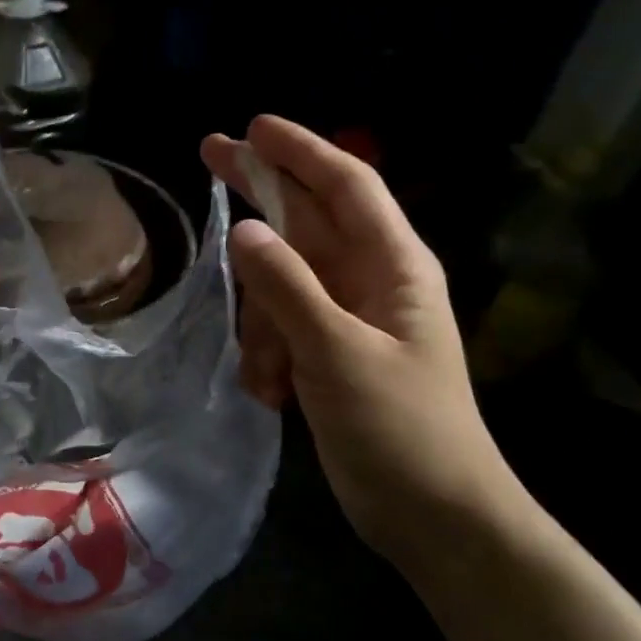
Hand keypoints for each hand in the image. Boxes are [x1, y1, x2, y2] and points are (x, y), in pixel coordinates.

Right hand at [202, 116, 524, 560]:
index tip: (252, 126)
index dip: (300, 150)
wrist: (431, 514)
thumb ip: (288, 287)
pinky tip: (270, 394)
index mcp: (393, 266)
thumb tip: (244, 229)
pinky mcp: (328, 354)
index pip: (346, 185)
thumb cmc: (399, 428)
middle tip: (208, 155)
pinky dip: (267, 355)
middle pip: (306, 219)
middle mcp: (370, 280)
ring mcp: (346, 318)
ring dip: (262, 325)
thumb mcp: (337, 352)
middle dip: (260, 196)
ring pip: (281, 285)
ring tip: (269, 377)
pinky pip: (280, 329)